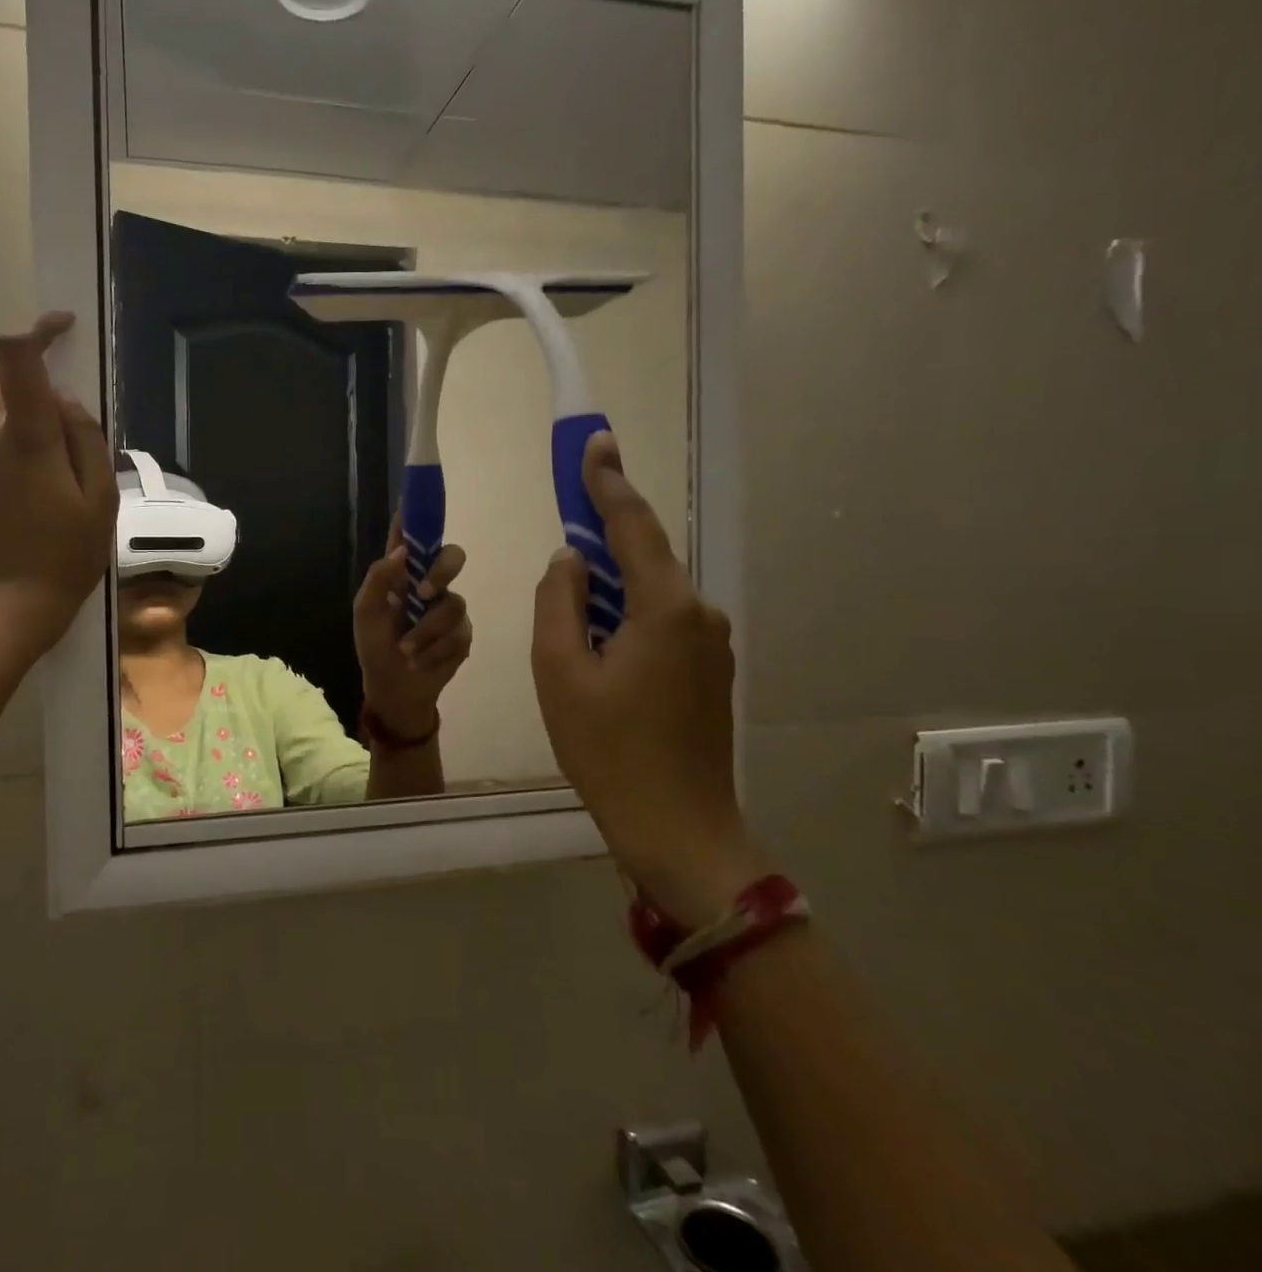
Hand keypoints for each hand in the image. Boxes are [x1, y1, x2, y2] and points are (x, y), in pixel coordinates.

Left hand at [0, 313, 117, 655]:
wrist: (7, 611)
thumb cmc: (67, 556)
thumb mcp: (100, 501)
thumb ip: (86, 441)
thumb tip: (65, 401)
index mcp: (29, 440)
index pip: (19, 360)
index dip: (37, 331)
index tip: (60, 327)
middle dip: (24, 389)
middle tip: (57, 436)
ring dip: (16, 443)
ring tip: (43, 497)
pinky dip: (0, 475)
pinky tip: (18, 517)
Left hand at [354, 520, 472, 738]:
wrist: (394, 690)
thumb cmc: (374, 648)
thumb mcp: (365, 613)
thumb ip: (379, 579)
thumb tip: (404, 551)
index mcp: (402, 574)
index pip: (412, 536)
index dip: (417, 515)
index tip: (418, 496)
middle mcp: (429, 584)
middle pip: (453, 557)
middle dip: (442, 571)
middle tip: (423, 593)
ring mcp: (449, 609)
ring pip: (453, 604)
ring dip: (425, 632)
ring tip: (406, 650)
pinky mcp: (463, 635)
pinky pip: (458, 633)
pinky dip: (433, 650)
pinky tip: (419, 661)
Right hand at [531, 432, 766, 927]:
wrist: (678, 828)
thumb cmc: (608, 750)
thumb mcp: (560, 671)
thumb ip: (558, 602)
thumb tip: (569, 560)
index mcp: (666, 607)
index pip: (633, 526)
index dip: (608, 482)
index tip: (595, 442)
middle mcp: (700, 614)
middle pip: (644, 559)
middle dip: (603, 539)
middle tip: (567, 528)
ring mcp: (712, 645)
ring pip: (651, 595)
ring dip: (610, 590)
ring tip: (571, 618)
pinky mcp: (709, 672)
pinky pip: (662, 623)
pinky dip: (626, 618)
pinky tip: (599, 649)